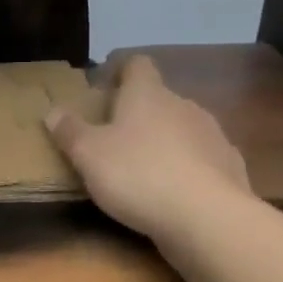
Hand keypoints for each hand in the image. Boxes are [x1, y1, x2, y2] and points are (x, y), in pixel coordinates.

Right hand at [46, 54, 250, 243]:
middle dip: (139, 114)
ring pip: (183, 129)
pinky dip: (190, 169)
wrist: (207, 217)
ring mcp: (212, 134)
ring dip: (166, 142)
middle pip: (159, 99)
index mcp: (147, 94)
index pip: (137, 64)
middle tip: (115, 139)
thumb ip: (70, 131)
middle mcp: (183, 105)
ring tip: (146, 170)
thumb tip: (52, 111)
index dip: (120, 71)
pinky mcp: (230, 166)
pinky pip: (204, 159)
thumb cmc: (138, 175)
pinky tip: (177, 193)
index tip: (105, 88)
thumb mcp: (88, 155)